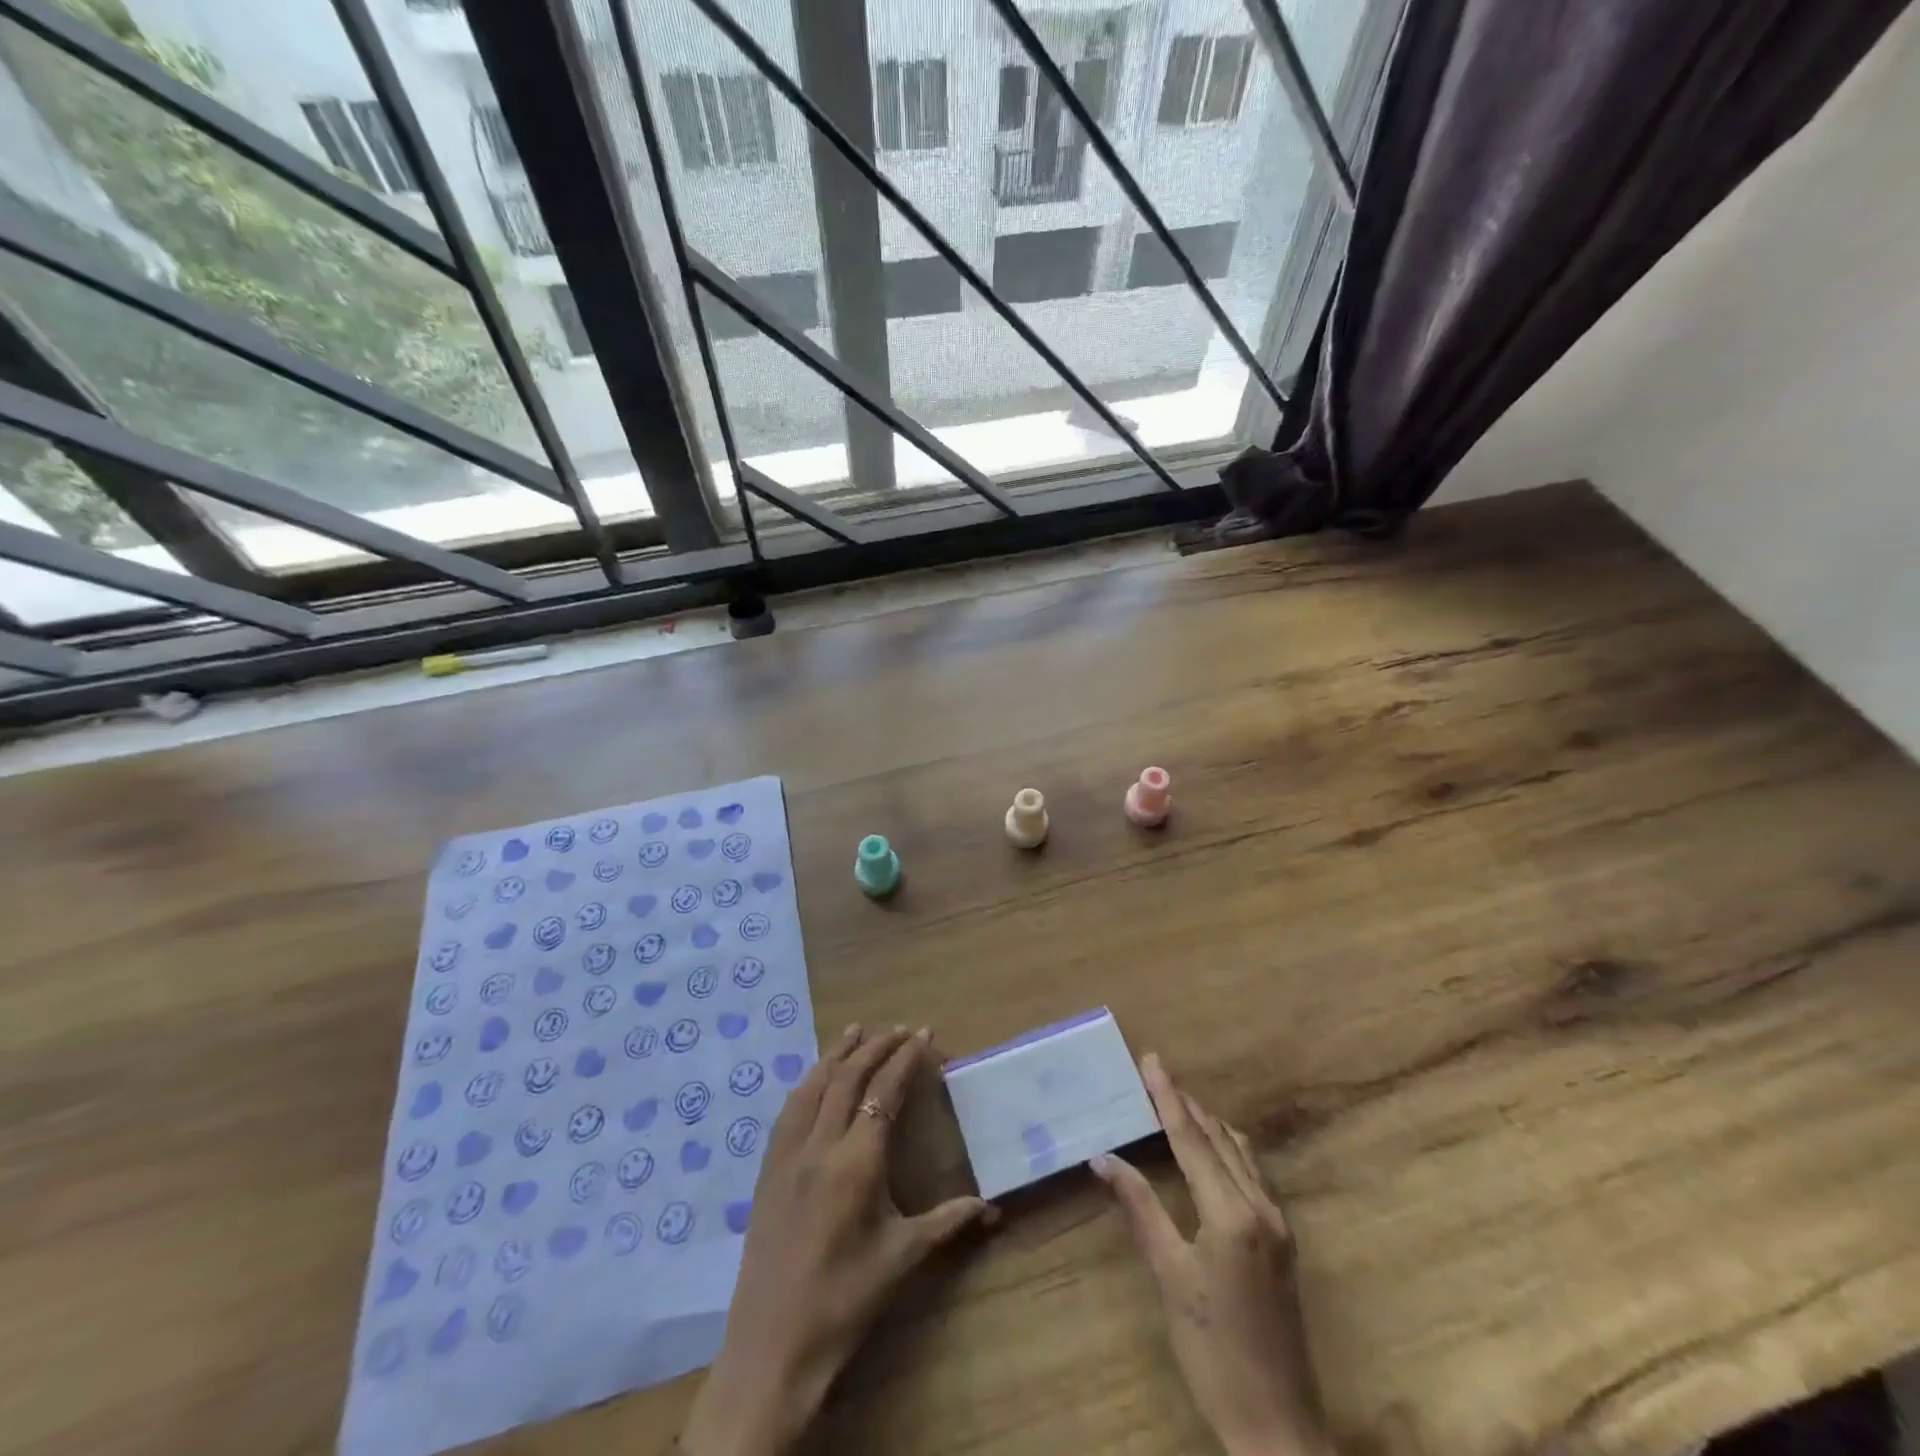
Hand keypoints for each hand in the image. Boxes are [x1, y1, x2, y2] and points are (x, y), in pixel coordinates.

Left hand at [679, 1025, 996, 1455]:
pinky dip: (808, 1081)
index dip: (906, 1058)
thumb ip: (948, 1223)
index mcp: (856, 1161)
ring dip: (837, 1053)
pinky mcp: (766, 1170)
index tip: (924, 1034)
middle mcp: (819, 1145)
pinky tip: (814, 1077)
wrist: (772, 1348)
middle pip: (848, 1077)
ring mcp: (787, 1155)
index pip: (884, 1091)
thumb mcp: (902, 1259)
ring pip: (813, 1086)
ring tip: (856, 1030)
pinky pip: (788, 1110)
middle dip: (876, 1046)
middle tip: (900, 1029)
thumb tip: (993, 1208)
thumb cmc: (845, 1300)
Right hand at [1092, 1054, 1334, 1455]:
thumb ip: (1140, 1208)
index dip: (1168, 1097)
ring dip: (1208, 1124)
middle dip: (1186, 1104)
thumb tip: (1103, 1158)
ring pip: (1240, 1153)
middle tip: (1156, 1075)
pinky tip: (1210, 1150)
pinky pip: (1253, 1174)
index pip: (1192, 1139)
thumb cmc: (1213, 1352)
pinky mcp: (1283, 1241)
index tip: (1151, 1060)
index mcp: (1232, 1213)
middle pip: (1219, 1139)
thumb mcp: (1170, 1277)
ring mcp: (1278, 1223)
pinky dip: (1226, 1149)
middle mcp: (1261, 1207)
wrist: (1277, 1426)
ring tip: (1176, 1103)